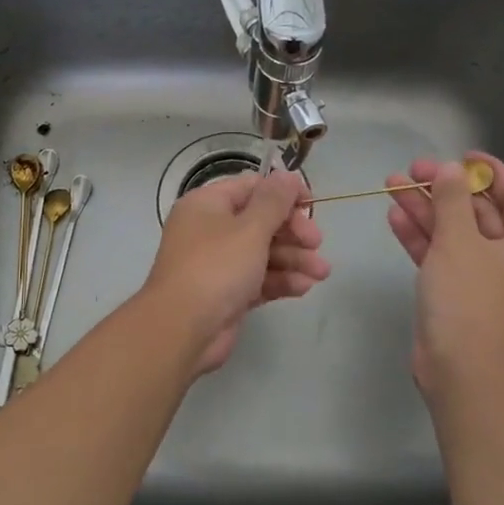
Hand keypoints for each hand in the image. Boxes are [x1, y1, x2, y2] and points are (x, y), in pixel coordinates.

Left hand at [146, 169, 328, 374]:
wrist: (182, 329)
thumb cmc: (216, 268)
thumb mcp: (250, 229)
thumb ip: (274, 201)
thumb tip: (288, 175)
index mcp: (207, 205)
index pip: (250, 188)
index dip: (283, 193)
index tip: (311, 205)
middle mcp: (210, 230)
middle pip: (260, 222)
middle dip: (292, 232)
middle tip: (317, 244)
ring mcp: (217, 264)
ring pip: (262, 253)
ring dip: (293, 259)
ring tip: (321, 273)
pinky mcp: (227, 294)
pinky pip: (258, 280)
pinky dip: (280, 281)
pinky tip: (303, 287)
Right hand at [385, 152, 503, 401]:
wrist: (461, 369)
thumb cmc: (470, 299)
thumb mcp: (460, 242)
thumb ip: (453, 200)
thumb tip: (450, 170)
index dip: (492, 172)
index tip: (462, 156)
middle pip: (479, 212)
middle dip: (445, 189)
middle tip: (412, 170)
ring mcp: (481, 278)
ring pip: (453, 233)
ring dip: (426, 209)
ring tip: (392, 186)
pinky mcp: (454, 294)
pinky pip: (439, 256)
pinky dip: (419, 237)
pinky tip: (394, 217)